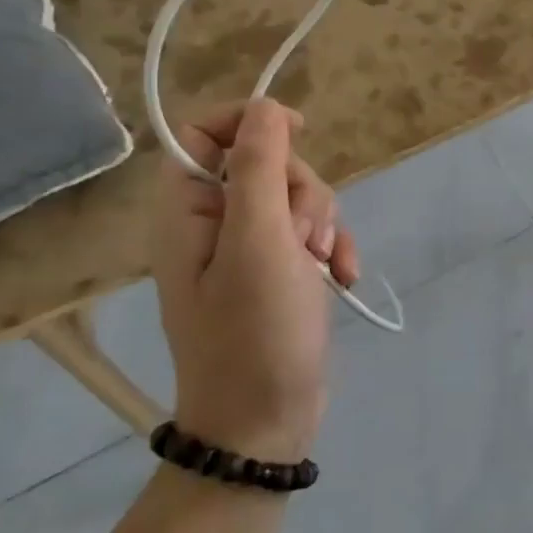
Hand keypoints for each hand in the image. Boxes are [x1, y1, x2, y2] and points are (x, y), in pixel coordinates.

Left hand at [152, 100, 359, 461]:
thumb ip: (257, 167)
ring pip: (297, 198)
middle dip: (301, 190)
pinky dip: (332, 248)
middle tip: (303, 237)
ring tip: (321, 265)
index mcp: (188, 211)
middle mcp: (214, 224)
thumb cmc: (254, 333)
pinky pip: (312, 234)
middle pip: (266, 163)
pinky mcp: (281, 272)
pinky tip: (344, 277)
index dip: (249, 121)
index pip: (203, 131)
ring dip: (322, 223)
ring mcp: (250, 250)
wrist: (265, 425)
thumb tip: (266, 107)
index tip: (296, 133)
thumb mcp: (258, 242)